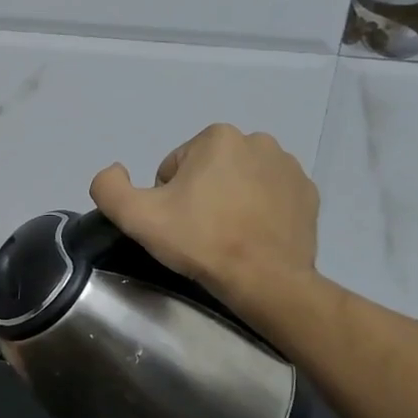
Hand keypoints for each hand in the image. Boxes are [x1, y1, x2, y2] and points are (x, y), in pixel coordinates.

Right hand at [89, 124, 320, 311]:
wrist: (265, 279)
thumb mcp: (136, 216)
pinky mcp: (308, 195)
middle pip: (208, 171)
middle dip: (199, 196)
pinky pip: (270, 198)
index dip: (166, 198)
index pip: (174, 168)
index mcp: (217, 137)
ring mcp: (289, 168)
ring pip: (240, 182)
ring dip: (229, 202)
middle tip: (198, 233)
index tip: (176, 224)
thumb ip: (109, 187)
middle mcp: (257, 141)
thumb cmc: (200, 241)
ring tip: (226, 237)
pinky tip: (251, 238)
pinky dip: (258, 212)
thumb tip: (114, 171)